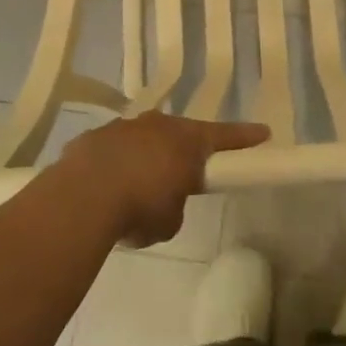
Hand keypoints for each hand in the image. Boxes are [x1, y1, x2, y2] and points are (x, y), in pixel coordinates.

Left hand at [56, 112, 270, 245]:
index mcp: (186, 141)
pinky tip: (104, 188)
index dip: (244, 137)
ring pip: (142, 139)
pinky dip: (113, 165)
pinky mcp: (92, 138)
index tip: (263, 133)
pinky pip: (111, 150)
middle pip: (178, 134)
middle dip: (182, 152)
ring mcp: (121, 127)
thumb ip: (174, 206)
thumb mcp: (170, 220)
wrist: (82, 198)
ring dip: (144, 158)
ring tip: (135, 187)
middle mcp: (157, 125)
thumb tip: (162, 202)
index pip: (224, 136)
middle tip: (183, 173)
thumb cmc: (140, 208)